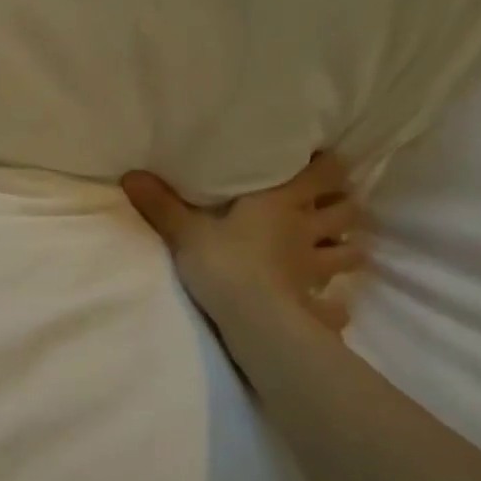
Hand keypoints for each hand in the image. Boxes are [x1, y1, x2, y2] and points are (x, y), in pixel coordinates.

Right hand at [122, 154, 365, 333]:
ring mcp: (315, 267)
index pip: (323, 174)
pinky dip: (336, 304)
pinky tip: (331, 307)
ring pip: (349, 252)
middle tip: (330, 204)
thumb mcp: (185, 232)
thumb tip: (130, 175)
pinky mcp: (314, 301)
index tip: (320, 162)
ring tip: (335, 248)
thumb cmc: (223, 263)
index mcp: (281, 203)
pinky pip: (336, 305)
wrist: (252, 318)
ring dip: (346, 248)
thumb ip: (161, 205)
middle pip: (346, 210)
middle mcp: (306, 230)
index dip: (327, 166)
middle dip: (343, 205)